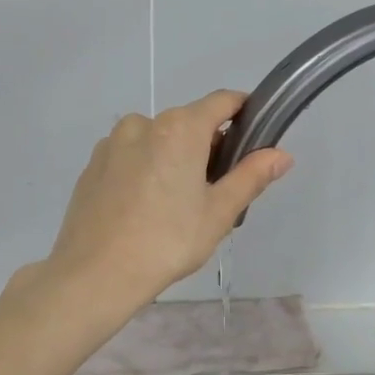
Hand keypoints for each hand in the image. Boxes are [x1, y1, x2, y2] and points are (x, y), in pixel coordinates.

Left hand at [41, 90, 292, 312]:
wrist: (94, 274)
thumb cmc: (167, 241)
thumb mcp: (219, 212)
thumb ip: (251, 176)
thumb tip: (282, 154)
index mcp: (179, 127)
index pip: (222, 101)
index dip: (244, 112)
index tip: (255, 137)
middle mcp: (143, 123)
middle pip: (188, 123)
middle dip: (207, 147)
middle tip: (215, 192)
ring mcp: (112, 142)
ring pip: (157, 140)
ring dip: (174, 158)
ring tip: (176, 207)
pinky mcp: (93, 164)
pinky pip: (130, 156)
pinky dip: (145, 170)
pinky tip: (144, 209)